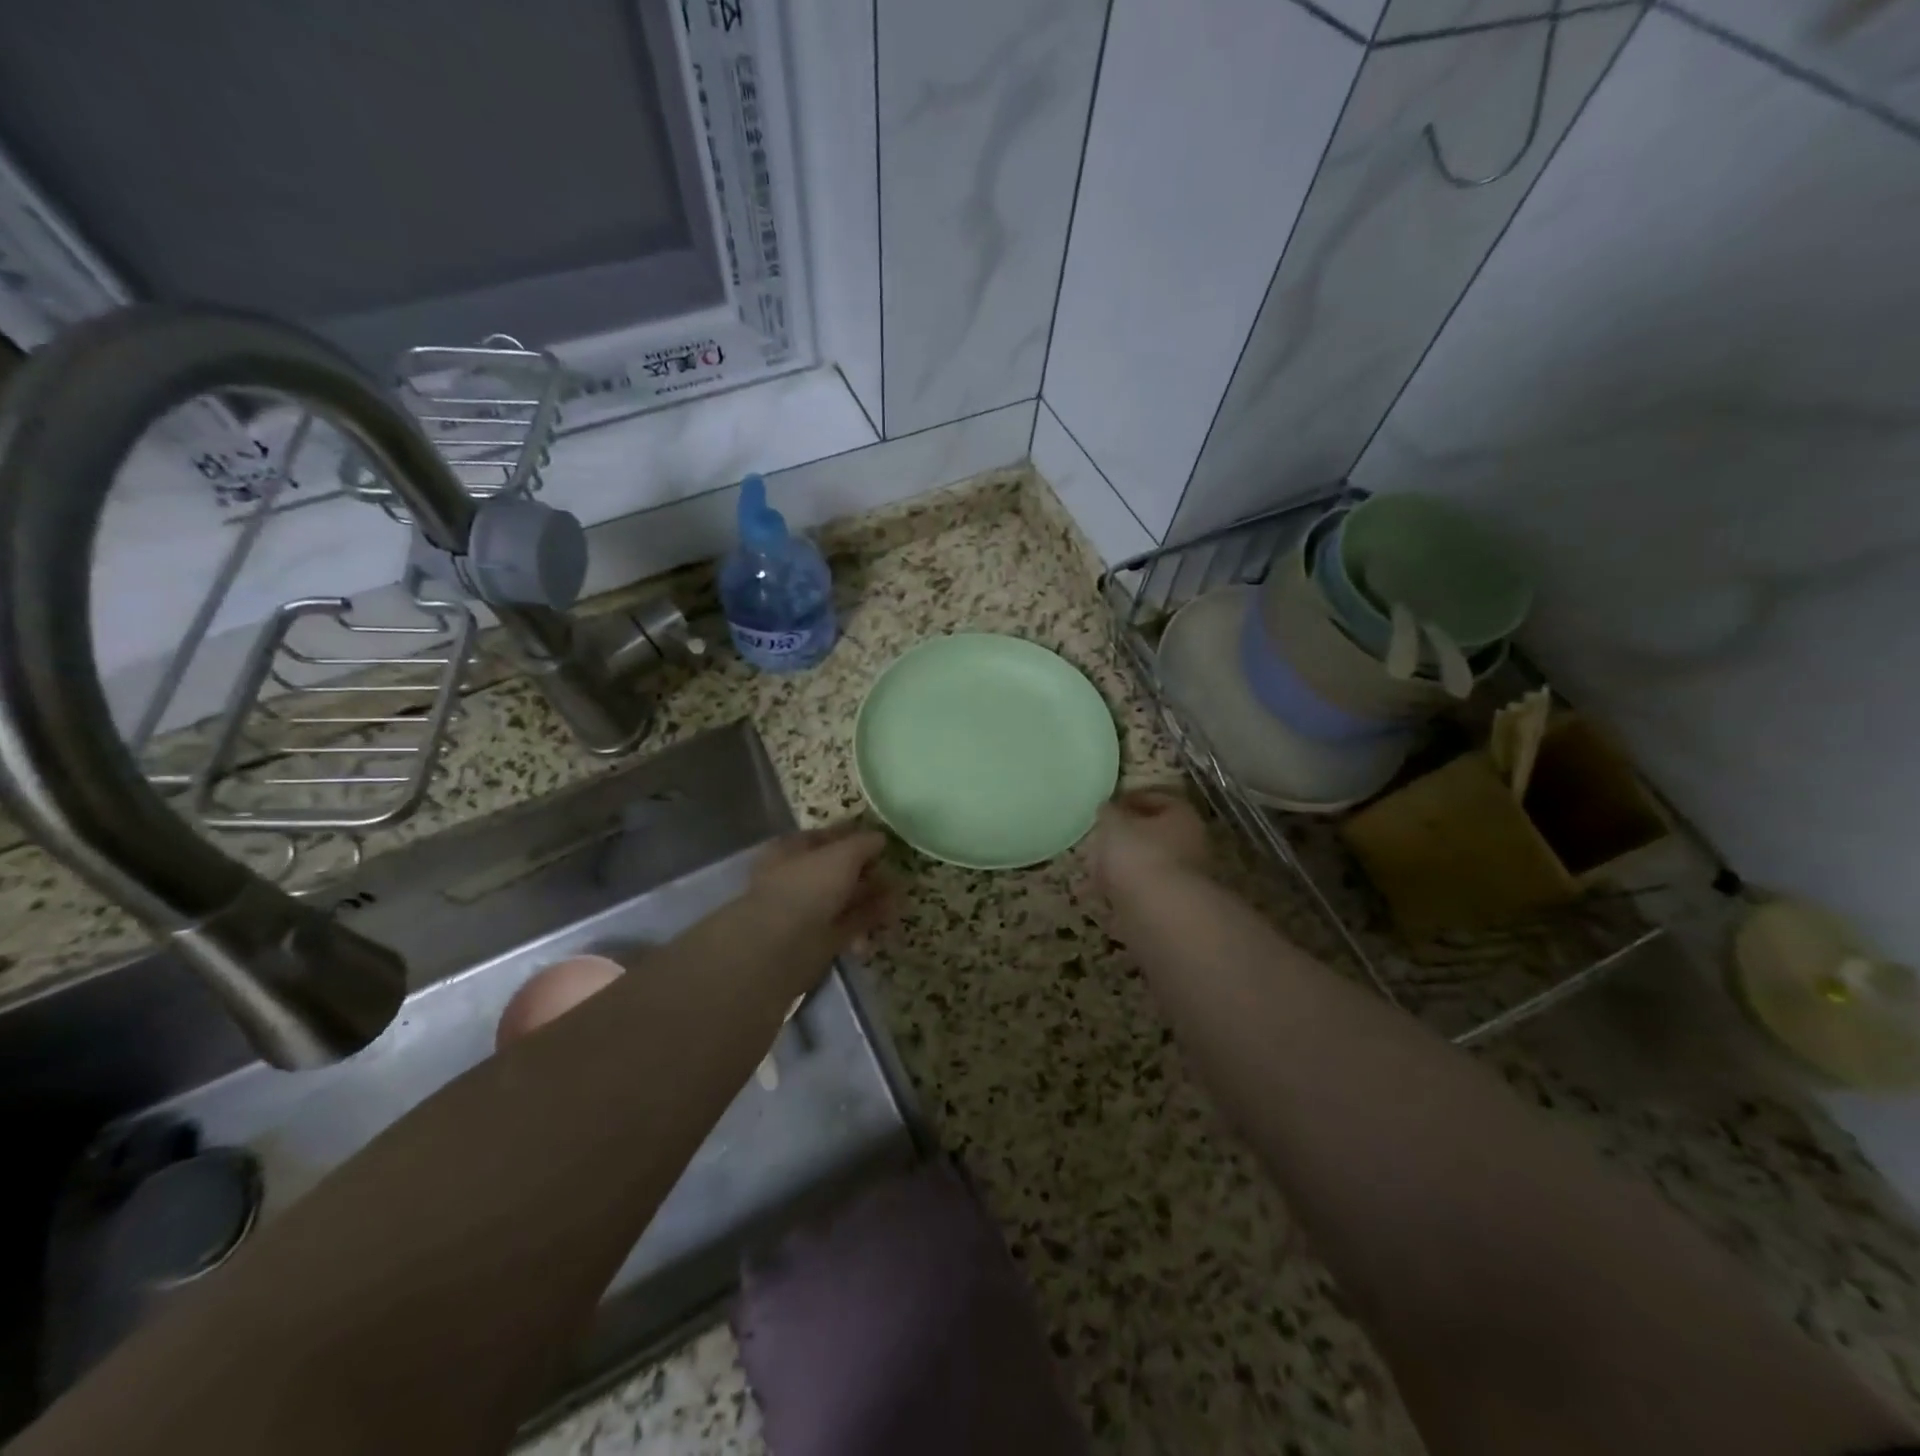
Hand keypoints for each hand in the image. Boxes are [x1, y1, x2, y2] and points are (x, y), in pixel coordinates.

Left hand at [750, 821, 893, 957]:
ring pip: (845, 898)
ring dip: (873, 897)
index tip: (882, 841)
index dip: (853, 836)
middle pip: (838, 869)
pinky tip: (890, 918)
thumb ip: (864, 843)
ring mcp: (807, 911)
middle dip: (868, 871)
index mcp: (790, 850)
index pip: (826, 837)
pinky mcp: (819, 939)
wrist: (781, 947)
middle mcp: (797, 878)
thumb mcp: (842, 854)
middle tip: (897, 873)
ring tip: (900, 898)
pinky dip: (869, 920)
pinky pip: (849, 924)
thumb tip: (880, 838)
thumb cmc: (808, 886)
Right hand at [1088, 788, 1210, 900]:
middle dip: (1122, 840)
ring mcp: (1181, 882)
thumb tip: (1108, 809)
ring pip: (1144, 870)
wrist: (1161, 916)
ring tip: (1089, 875)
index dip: (1131, 800)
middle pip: (1152, 838)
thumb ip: (1109, 813)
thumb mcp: (1114, 824)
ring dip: (1118, 872)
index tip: (1107, 807)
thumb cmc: (1139, 856)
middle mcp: (1189, 848)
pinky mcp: (1169, 911)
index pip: (1158, 800)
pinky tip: (1098, 900)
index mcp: (1182, 819)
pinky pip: (1139, 898)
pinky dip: (1119, 898)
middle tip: (1095, 842)